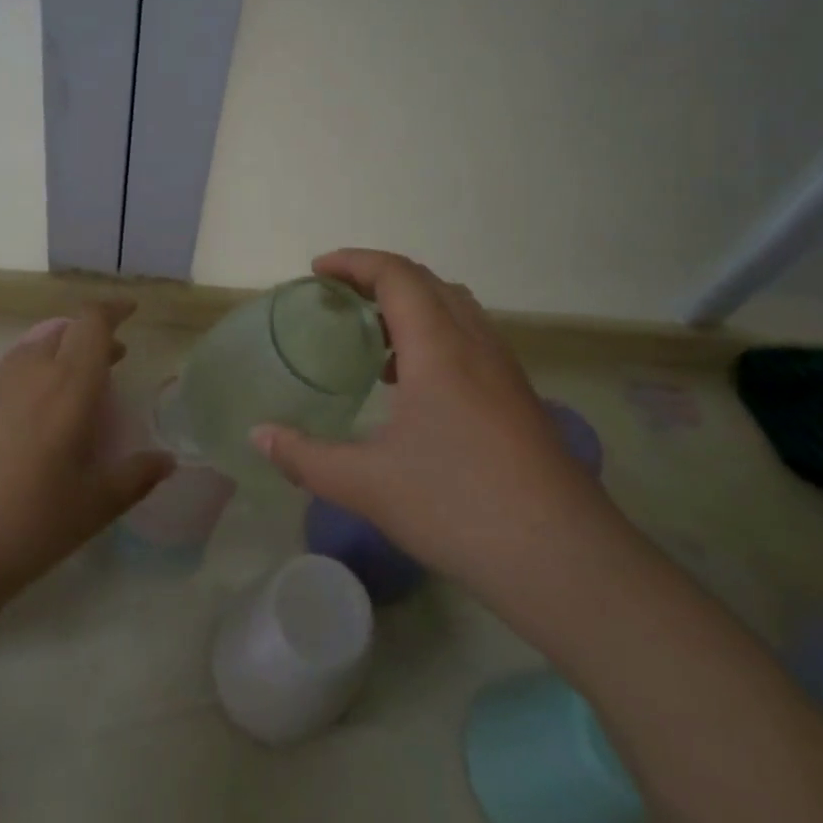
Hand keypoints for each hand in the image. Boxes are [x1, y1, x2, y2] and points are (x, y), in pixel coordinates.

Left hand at [0, 301, 172, 600]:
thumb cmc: (28, 525)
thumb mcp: (93, 507)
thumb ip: (135, 477)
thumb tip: (166, 461)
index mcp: (68, 385)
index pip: (92, 323)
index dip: (113, 310)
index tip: (130, 312)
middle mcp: (28, 371)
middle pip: (63, 331)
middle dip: (91, 337)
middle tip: (111, 361)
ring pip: (31, 349)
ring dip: (58, 356)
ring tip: (71, 391)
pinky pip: (5, 374)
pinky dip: (27, 379)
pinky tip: (27, 421)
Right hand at [253, 250, 607, 588]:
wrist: (566, 560)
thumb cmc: (459, 507)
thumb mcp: (367, 484)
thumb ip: (304, 456)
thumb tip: (257, 436)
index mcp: (438, 346)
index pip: (396, 274)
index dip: (353, 262)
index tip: (316, 270)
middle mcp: (476, 343)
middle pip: (427, 282)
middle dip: (378, 277)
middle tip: (338, 299)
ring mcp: (505, 370)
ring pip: (455, 308)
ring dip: (411, 305)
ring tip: (373, 339)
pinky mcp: (520, 398)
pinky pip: (471, 339)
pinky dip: (436, 335)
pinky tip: (416, 386)